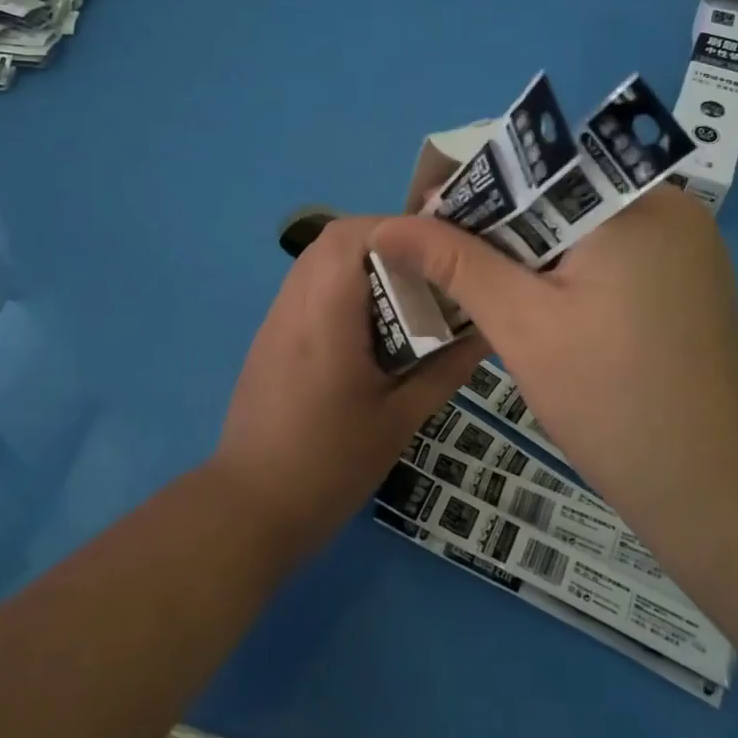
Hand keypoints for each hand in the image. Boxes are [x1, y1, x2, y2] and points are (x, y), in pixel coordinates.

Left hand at [211, 215, 482, 559]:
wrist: (250, 509)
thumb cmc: (330, 466)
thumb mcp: (400, 421)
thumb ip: (446, 370)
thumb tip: (487, 332)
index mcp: (325, 320)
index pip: (349, 238)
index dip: (394, 228)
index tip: (437, 247)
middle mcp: (294, 306)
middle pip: (331, 240)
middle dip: (383, 240)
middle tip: (427, 268)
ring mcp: (275, 320)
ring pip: (316, 260)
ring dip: (360, 261)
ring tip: (405, 291)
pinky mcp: (269, 337)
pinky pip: (307, 287)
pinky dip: (341, 285)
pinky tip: (369, 324)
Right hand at [369, 187, 737, 538]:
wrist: (709, 487)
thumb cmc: (610, 399)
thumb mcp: (521, 324)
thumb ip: (455, 263)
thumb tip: (387, 224)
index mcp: (637, 201)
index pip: (540, 166)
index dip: (475, 187)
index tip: (424, 218)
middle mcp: (671, 207)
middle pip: (564, 193)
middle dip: (500, 223)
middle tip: (440, 253)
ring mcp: (687, 245)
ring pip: (585, 225)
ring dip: (531, 248)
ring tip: (474, 276)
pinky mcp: (688, 280)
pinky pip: (614, 253)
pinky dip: (569, 268)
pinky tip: (533, 299)